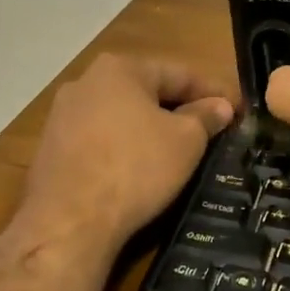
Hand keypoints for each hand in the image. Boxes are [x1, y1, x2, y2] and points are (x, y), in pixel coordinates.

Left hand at [18, 55, 234, 250]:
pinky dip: (125, 148)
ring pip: (121, 116)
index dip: (214, 92)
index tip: (239, 109)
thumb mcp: (186, 141)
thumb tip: (220, 106)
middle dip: (180, 108)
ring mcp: (62, 116)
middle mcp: (85, 82)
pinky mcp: (51, 149)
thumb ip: (205, 117)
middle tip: (212, 129)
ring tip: (179, 151)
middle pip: (147, 91)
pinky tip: (140, 169)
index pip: (179, 73)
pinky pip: (100, 140)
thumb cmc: (135, 168)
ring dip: (151, 129)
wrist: (69, 222)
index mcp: (120, 69)